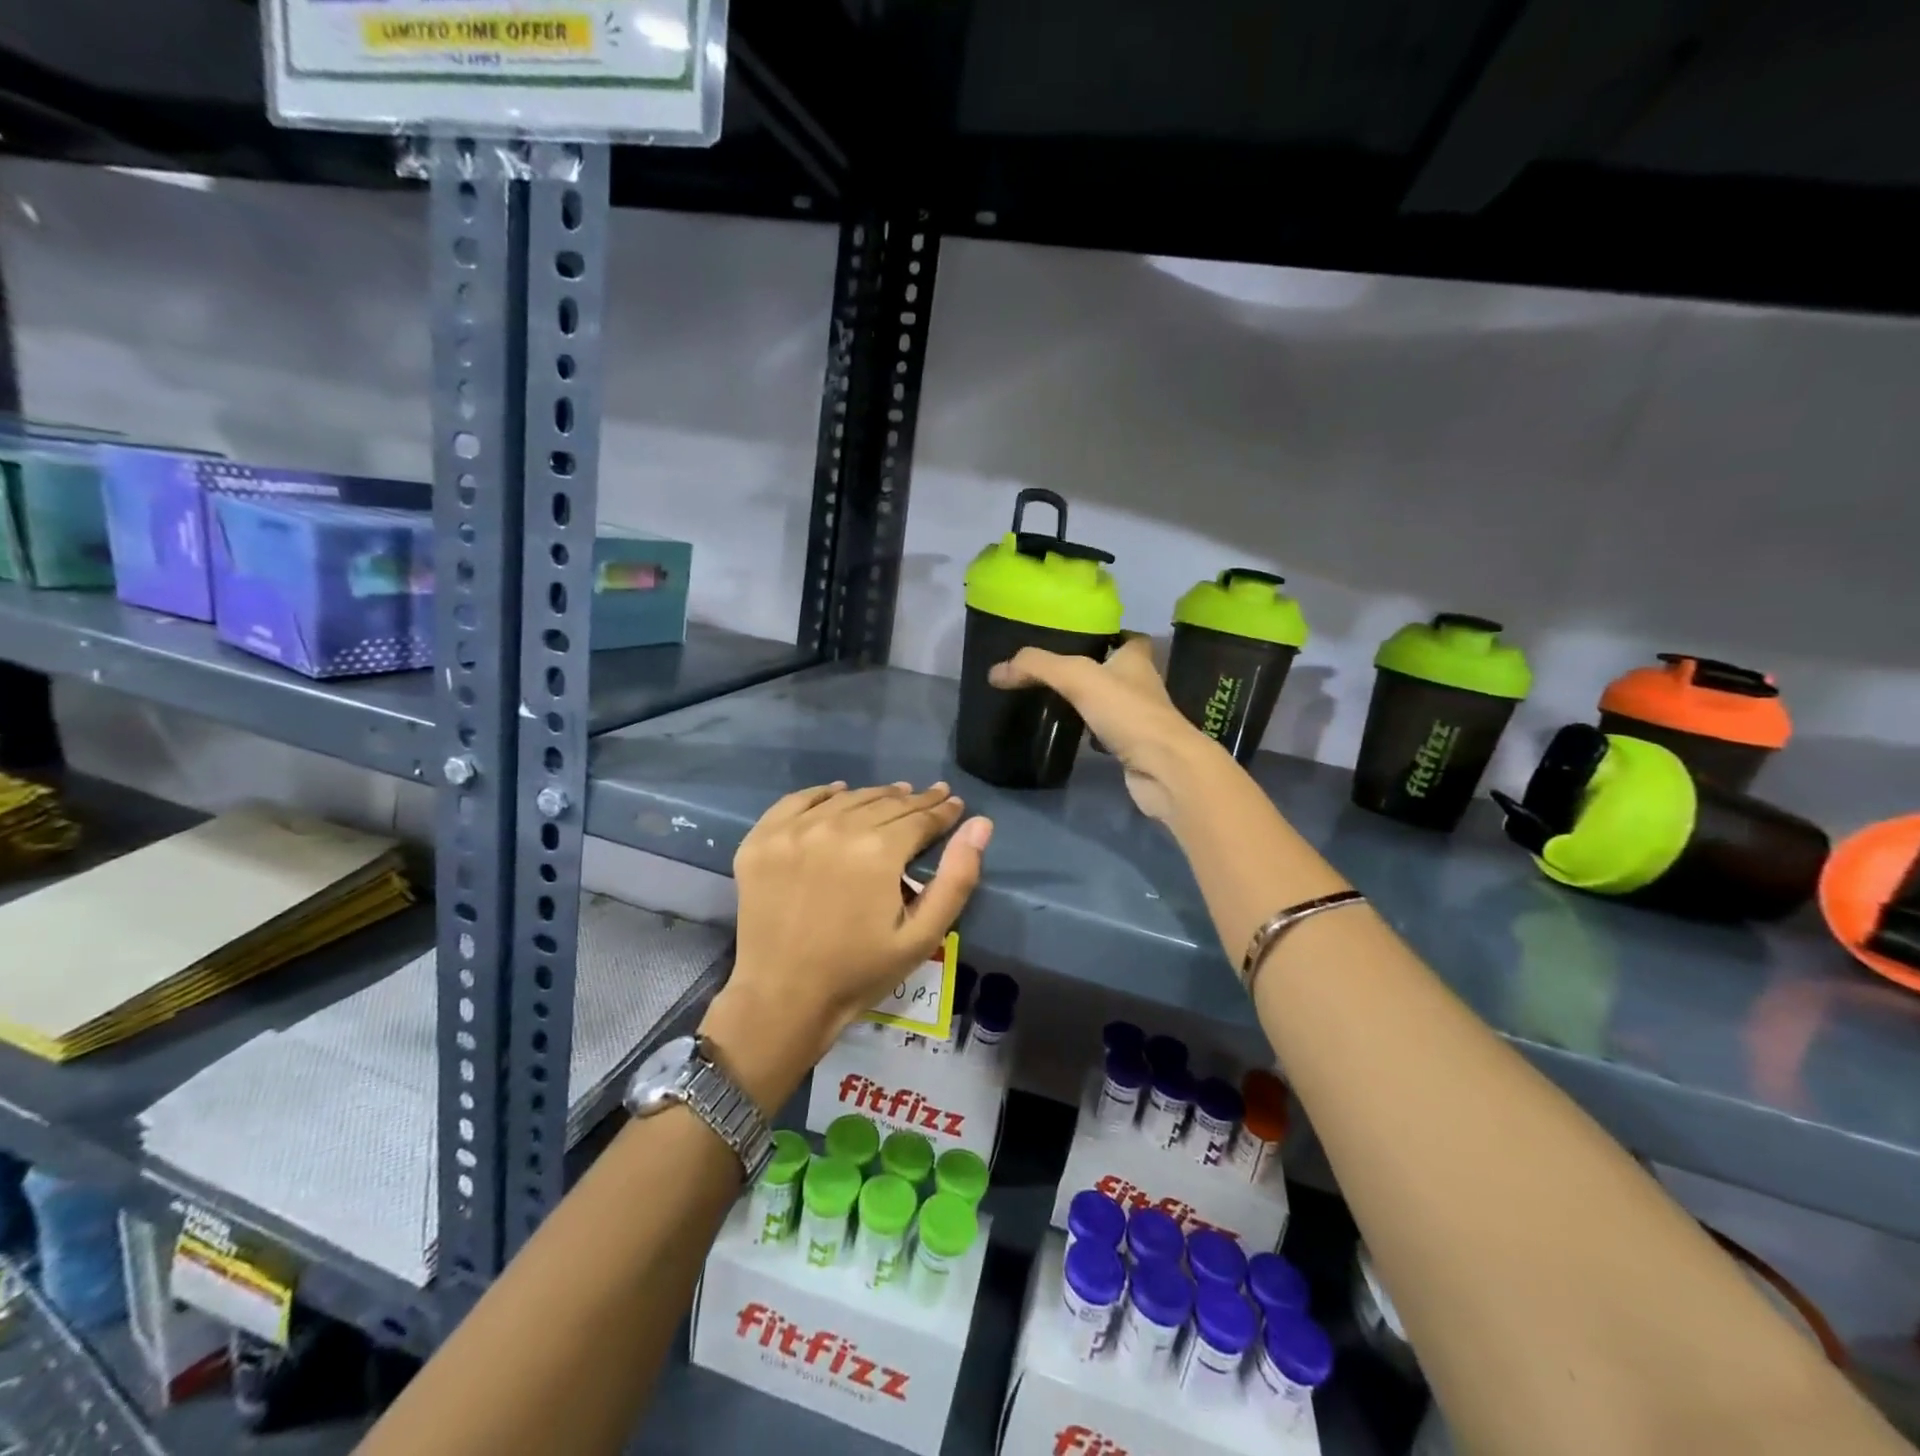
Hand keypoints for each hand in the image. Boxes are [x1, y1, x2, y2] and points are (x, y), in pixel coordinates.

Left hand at [700, 782, 992, 1109]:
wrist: (783, 999)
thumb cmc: (860, 972)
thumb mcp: (922, 935)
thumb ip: (957, 878)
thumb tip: (980, 825)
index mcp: (877, 851)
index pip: (920, 818)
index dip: (942, 810)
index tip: (955, 803)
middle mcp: (835, 828)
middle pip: (885, 803)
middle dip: (915, 800)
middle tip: (933, 795)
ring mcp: (793, 831)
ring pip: (847, 799)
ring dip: (876, 795)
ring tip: (896, 793)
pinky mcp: (761, 840)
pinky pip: (797, 801)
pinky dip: (822, 793)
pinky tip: (838, 791)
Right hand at [989, 635, 1218, 821]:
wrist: (1163, 769)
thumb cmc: (1127, 713)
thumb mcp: (1078, 677)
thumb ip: (1038, 667)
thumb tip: (996, 671)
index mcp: (1136, 661)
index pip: (1130, 640)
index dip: (1112, 636)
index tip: (1082, 639)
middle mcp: (1143, 686)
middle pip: (1119, 672)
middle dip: (1094, 671)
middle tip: (1057, 672)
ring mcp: (1141, 720)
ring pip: (1114, 704)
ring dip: (1093, 703)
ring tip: (1058, 701)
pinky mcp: (1135, 749)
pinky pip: (1111, 735)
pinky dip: (1094, 735)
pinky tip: (1074, 738)